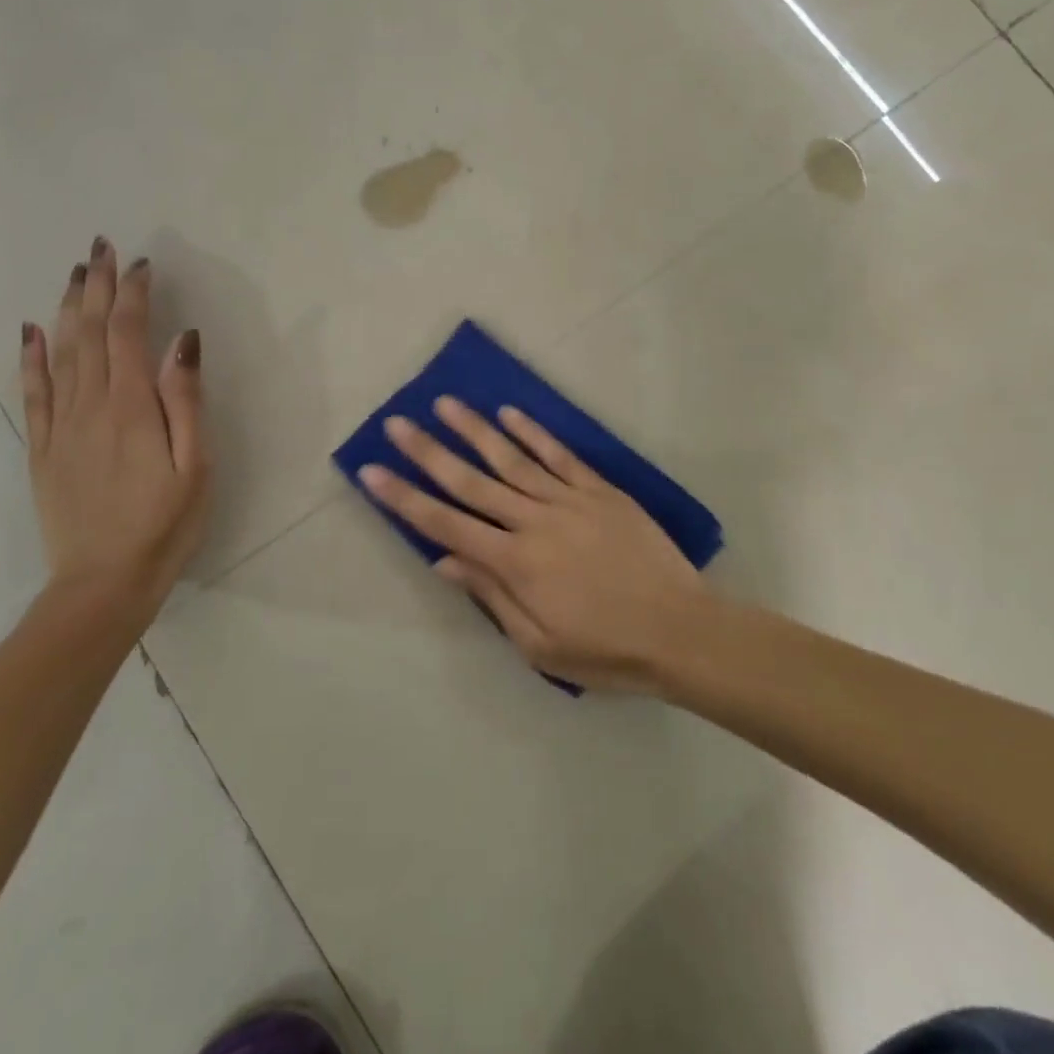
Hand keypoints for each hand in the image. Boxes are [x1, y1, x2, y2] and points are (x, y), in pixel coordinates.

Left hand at [20, 238, 209, 629]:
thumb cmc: (165, 525)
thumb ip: (185, 400)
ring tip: (75, 274)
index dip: (133, 295)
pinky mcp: (43, 449)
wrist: (102, 584)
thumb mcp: (196, 466)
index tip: (141, 264)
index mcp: (131, 408)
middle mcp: (90, 406)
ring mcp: (61, 427)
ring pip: (59, 353)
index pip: (128, 334)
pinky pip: (33, 392)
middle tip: (100, 248)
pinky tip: (29, 331)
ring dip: (67, 309)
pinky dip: (30, 357)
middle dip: (96, 287)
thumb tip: (183, 342)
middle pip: (89, 333)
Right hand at [359, 399, 708, 691]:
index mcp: (514, 563)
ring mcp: (569, 500)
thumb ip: (490, 596)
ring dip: (475, 429)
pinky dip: (534, 433)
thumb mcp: (538, 645)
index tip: (373, 472)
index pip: (446, 524)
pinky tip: (510, 413)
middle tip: (397, 423)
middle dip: (429, 452)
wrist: (680, 631)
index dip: (405, 498)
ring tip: (445, 403)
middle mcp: (534, 522)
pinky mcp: (600, 490)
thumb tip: (443, 560)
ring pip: (512, 458)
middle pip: (470, 481)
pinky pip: (560, 455)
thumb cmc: (605, 650)